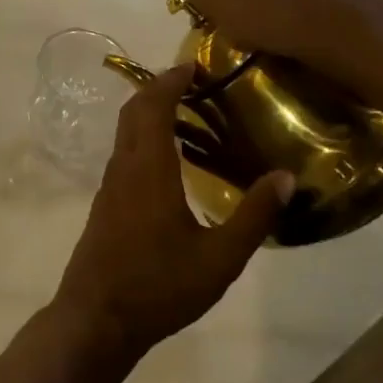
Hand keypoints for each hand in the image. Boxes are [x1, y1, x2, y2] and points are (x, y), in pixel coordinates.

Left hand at [49, 66, 294, 369]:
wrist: (97, 318)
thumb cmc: (159, 286)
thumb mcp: (220, 258)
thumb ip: (253, 216)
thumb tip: (285, 176)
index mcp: (149, 168)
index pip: (152, 106)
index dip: (170, 80)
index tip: (192, 65)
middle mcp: (124, 167)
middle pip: (133, 112)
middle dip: (157, 89)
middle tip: (192, 84)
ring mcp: (109, 186)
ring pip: (125, 133)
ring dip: (148, 114)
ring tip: (185, 115)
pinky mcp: (105, 204)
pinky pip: (124, 154)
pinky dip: (143, 139)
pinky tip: (167, 161)